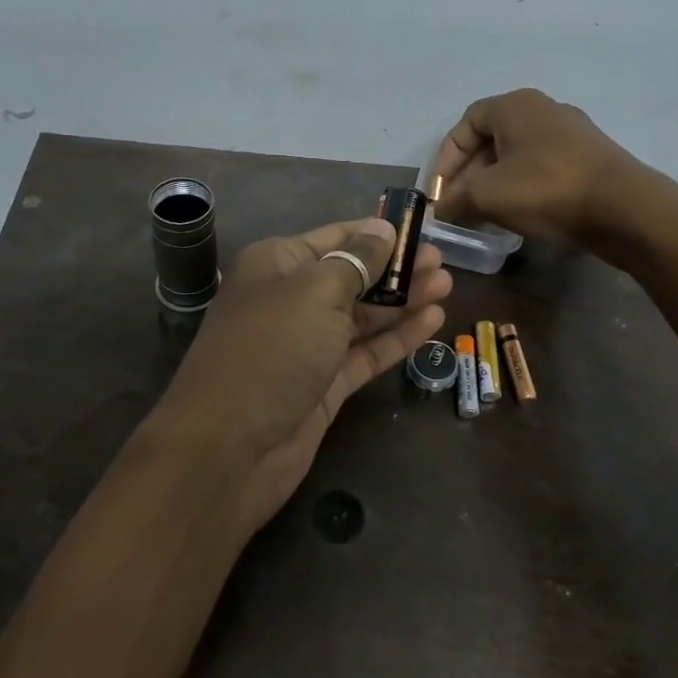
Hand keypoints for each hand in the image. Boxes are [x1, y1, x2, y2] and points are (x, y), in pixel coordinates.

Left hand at [147, 217, 450, 535]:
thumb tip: (383, 230)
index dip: (377, 234)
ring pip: (363, 316)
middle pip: (353, 276)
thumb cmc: (272, 350)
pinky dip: (397, 338)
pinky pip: (366, 353)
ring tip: (446, 285)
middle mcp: (291, 300)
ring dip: (403, 300)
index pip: (336, 237)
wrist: (230, 448)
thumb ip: (357, 261)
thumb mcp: (316, 292)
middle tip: (442, 261)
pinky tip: (432, 321)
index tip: (420, 229)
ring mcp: (308, 345)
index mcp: (277, 264)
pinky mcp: (324, 385)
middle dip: (397, 268)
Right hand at [431, 88, 647, 245]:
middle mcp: (543, 109)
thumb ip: (456, 200)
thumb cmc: (547, 190)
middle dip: (468, 175)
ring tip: (483, 215)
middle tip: (458, 207)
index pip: (465, 124)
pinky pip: (541, 168)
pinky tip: (519, 215)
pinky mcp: (589, 158)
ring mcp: (570, 133)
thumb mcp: (488, 196)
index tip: (438, 192)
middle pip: (491, 139)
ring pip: (516, 156)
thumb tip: (439, 210)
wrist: (625, 208)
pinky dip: (522, 188)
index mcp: (515, 105)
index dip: (446, 158)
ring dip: (494, 184)